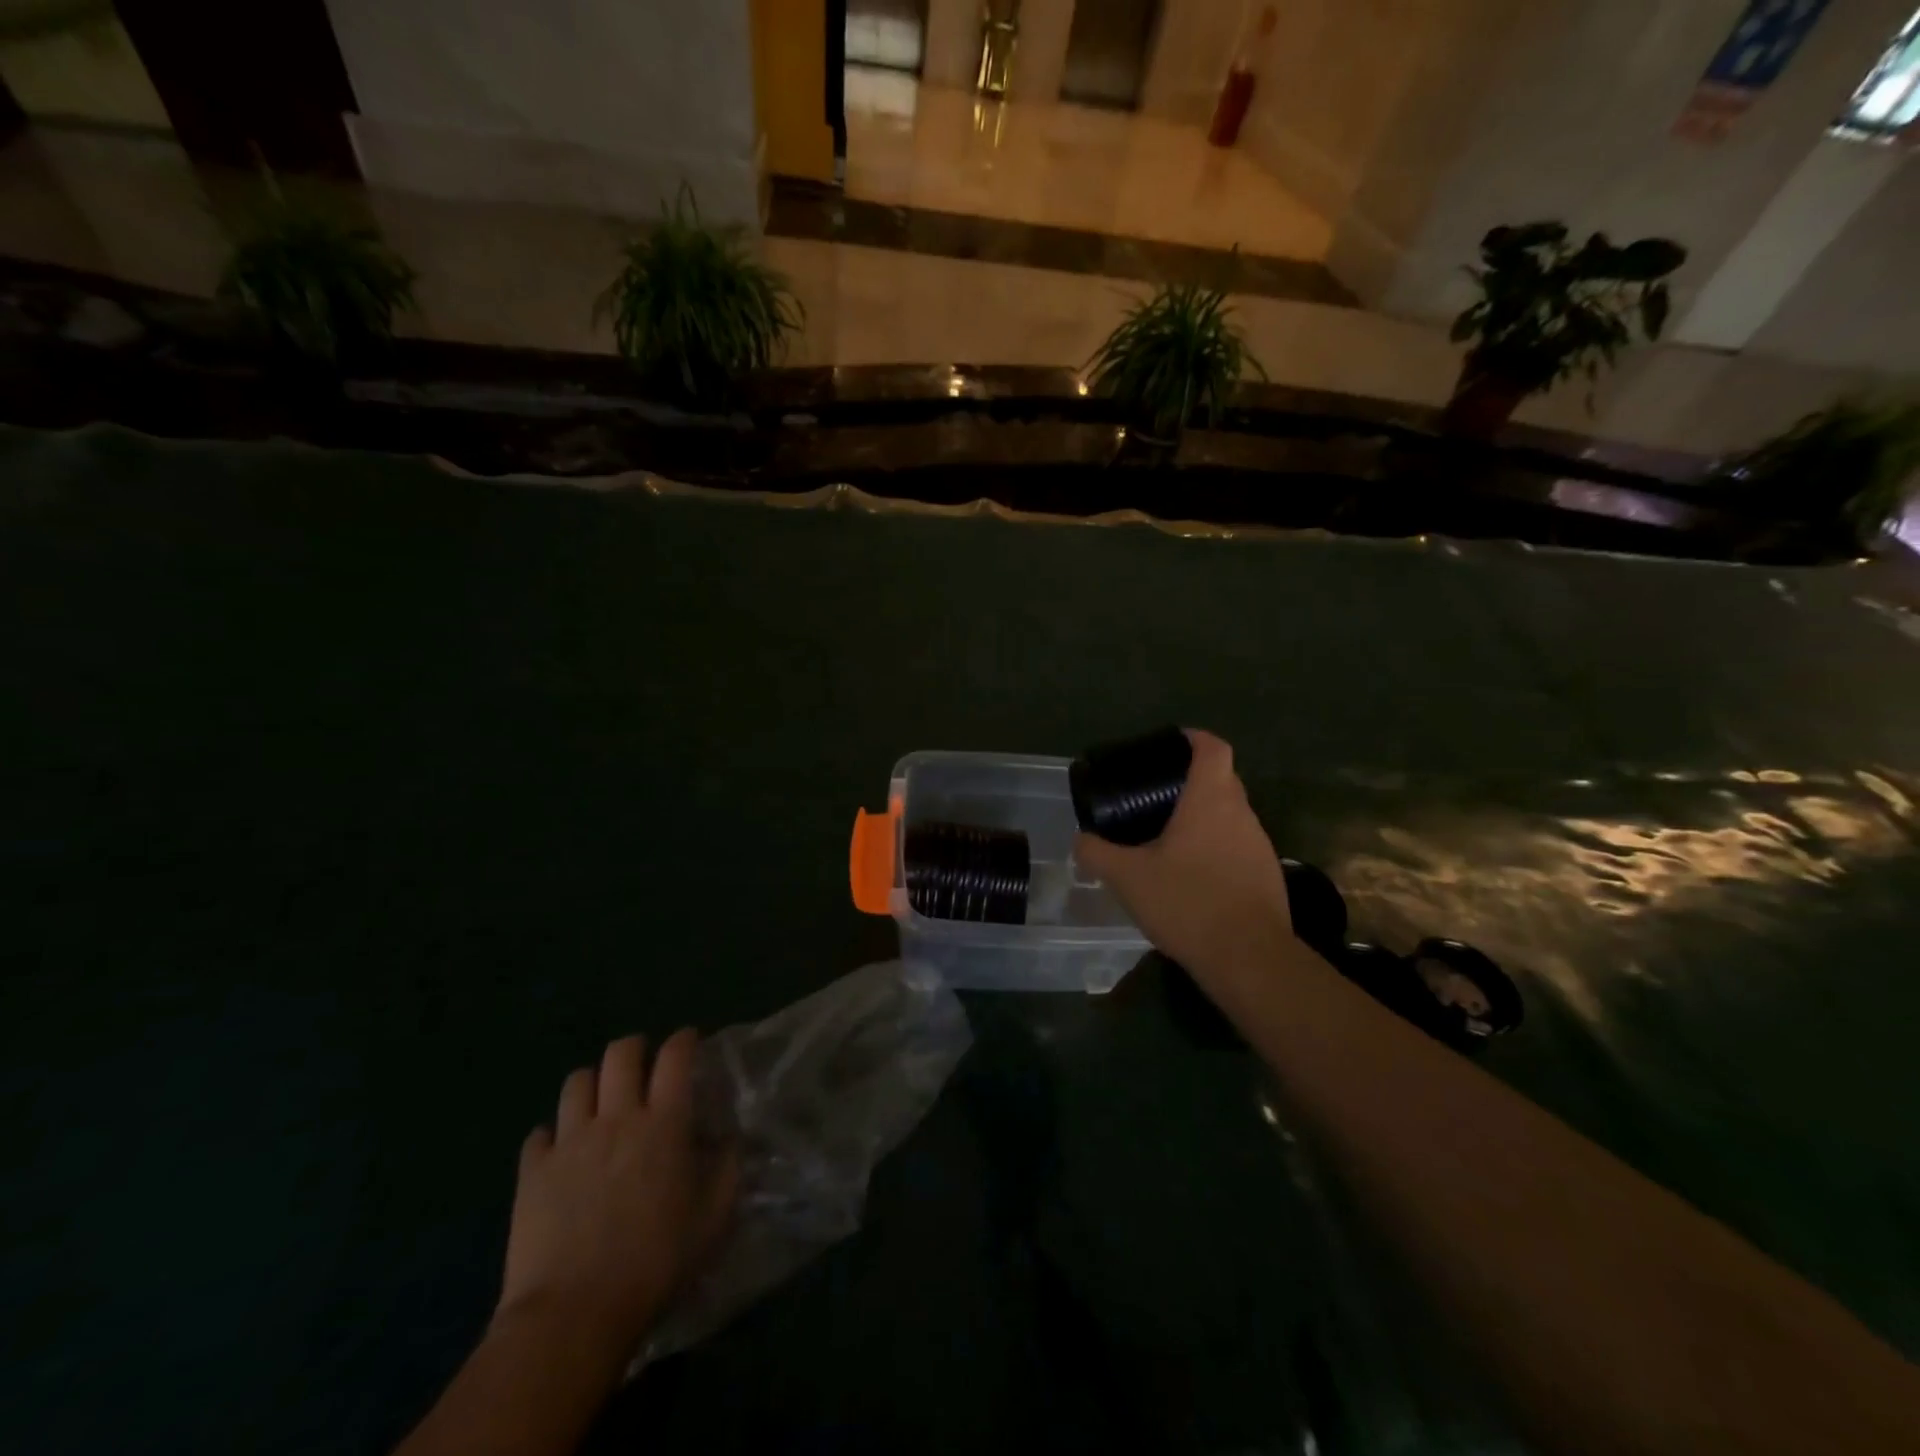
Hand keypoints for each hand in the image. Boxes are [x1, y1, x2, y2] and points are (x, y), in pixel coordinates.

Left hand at [496, 1030, 735, 1358]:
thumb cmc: (655, 1264)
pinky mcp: (532, 1172)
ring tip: (600, 1103)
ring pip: (576, 1082)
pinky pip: (539, 1134)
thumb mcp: (713, 1219)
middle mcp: (617, 1119)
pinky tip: (560, 1152)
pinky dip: (552, 1135)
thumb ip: (727, 1170)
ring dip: (592, 1084)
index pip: (675, 1057)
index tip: (689, 1041)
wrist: (573, 1314)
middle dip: (634, 1048)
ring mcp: (570, 1142)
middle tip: (643, 1065)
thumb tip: (727, 1139)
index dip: (684, 1040)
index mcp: (664, 1123)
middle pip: (621, 1054)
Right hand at [1075, 729, 1294, 977]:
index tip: (1171, 744)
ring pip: (1231, 817)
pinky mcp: (1267, 876)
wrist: (1248, 958)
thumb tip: (1080, 840)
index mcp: (1211, 800)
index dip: (1193, 739)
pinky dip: (1216, 850)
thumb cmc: (1187, 902)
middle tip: (1156, 796)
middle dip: (1192, 781)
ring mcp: (1260, 846)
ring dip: (1205, 819)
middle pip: (1222, 780)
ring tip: (1170, 838)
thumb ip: (1097, 853)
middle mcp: (1242, 814)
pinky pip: (1238, 848)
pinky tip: (1192, 877)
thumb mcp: (1127, 877)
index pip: (1213, 748)